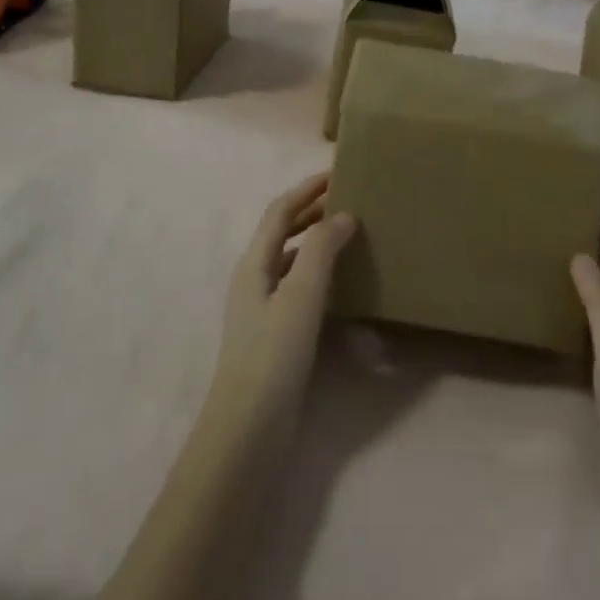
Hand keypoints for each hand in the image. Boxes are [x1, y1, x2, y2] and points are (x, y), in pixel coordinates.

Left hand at [210, 174, 356, 437]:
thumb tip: (343, 215)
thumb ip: (322, 250)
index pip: (279, 212)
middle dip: (311, 211)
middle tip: (348, 199)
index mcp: (254, 263)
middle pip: (282, 232)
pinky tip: (340, 280)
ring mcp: (262, 306)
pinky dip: (318, 270)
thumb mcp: (301, 295)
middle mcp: (254, 278)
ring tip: (348, 233)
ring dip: (316, 239)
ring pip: (291, 258)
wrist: (250, 424)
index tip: (337, 174)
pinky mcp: (274, 331)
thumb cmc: (274, 353)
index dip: (306, 190)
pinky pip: (298, 284)